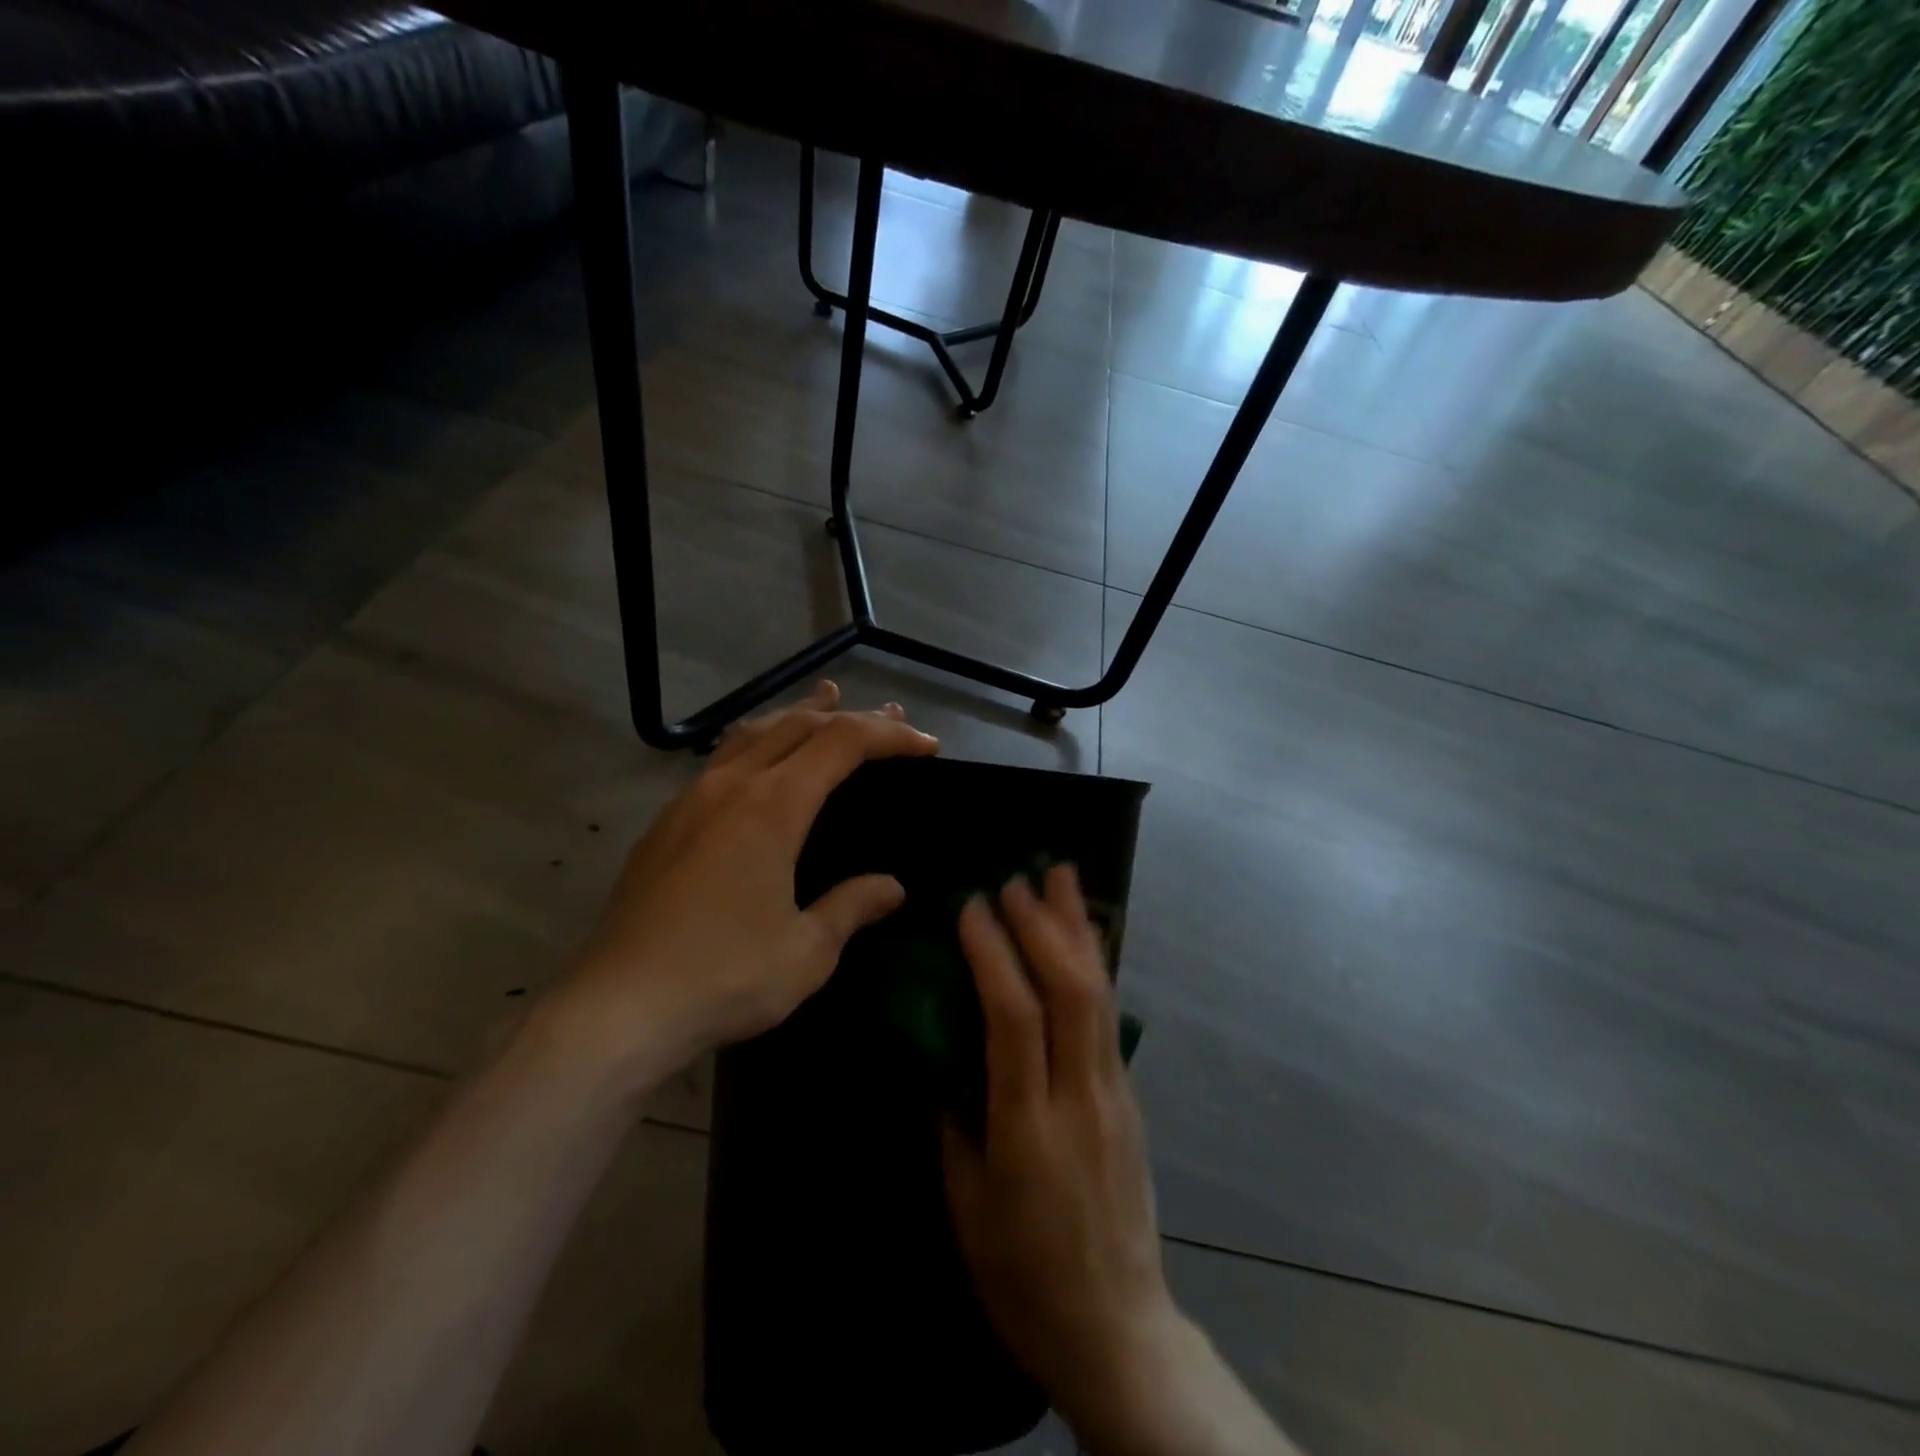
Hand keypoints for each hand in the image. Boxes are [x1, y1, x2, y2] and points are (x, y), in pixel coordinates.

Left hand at [551, 682, 937, 1088]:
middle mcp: (730, 786)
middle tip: (891, 718)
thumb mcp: (807, 951)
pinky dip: (759, 743)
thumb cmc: (724, 977)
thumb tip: (893, 887)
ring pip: (752, 732)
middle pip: (798, 724)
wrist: (616, 1009)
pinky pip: (722, 759)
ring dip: (798, 715)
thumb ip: (852, 906)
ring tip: (826, 701)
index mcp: (772, 806)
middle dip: (850, 716)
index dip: (889, 736)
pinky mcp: (665, 824)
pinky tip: (761, 762)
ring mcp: (690, 800)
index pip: (842, 742)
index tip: (926, 746)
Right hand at [942, 866, 1180, 1432]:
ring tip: (1062, 877)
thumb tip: (944, 1054)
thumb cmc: (1023, 1277)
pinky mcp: (1131, 1097)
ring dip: (1078, 929)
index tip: (972, 908)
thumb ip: (955, 1121)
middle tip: (1015, 879)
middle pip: (1069, 991)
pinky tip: (1083, 936)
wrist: (1117, 1329)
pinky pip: (1109, 1015)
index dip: (993, 954)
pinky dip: (1094, 963)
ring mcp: (1115, 1094)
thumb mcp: (966, 1206)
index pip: (1013, 1019)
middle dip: (1042, 925)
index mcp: (1027, 1129)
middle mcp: (1079, 1098)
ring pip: (1100, 993)